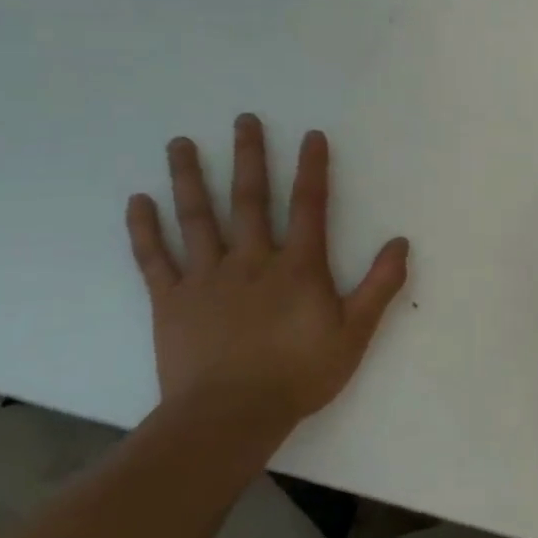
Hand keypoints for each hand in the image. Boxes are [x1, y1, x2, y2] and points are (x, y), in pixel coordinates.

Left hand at [125, 115, 408, 441]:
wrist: (229, 417)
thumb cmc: (298, 374)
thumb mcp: (355, 333)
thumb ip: (380, 286)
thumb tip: (401, 242)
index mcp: (297, 267)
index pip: (309, 206)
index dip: (313, 169)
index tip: (311, 134)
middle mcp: (251, 261)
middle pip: (250, 199)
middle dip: (249, 156)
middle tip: (243, 119)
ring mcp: (206, 279)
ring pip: (197, 219)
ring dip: (190, 178)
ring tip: (180, 143)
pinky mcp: (170, 302)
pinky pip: (154, 260)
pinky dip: (144, 230)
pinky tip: (137, 202)